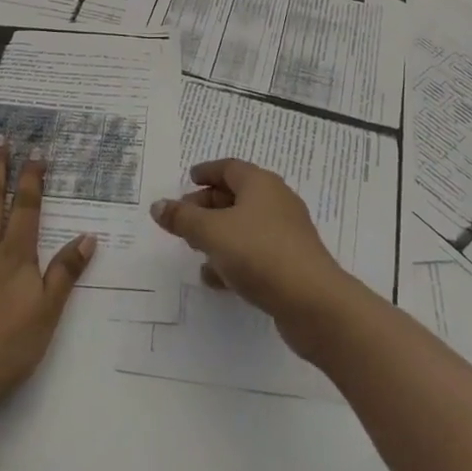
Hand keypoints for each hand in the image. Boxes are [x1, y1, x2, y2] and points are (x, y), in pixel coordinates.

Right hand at [149, 158, 358, 358]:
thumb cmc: (259, 254)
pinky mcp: (289, 263)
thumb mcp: (212, 232)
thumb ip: (183, 219)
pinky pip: (255, 252)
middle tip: (183, 218)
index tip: (188, 179)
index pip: (229, 167)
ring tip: (193, 248)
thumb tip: (158, 205)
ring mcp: (285, 234)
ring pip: (244, 226)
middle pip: (236, 195)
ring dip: (218, 234)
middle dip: (207, 205)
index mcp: (260, 183)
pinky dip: (233, 258)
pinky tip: (215, 277)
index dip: (206, 172)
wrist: (313, 302)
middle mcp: (276, 202)